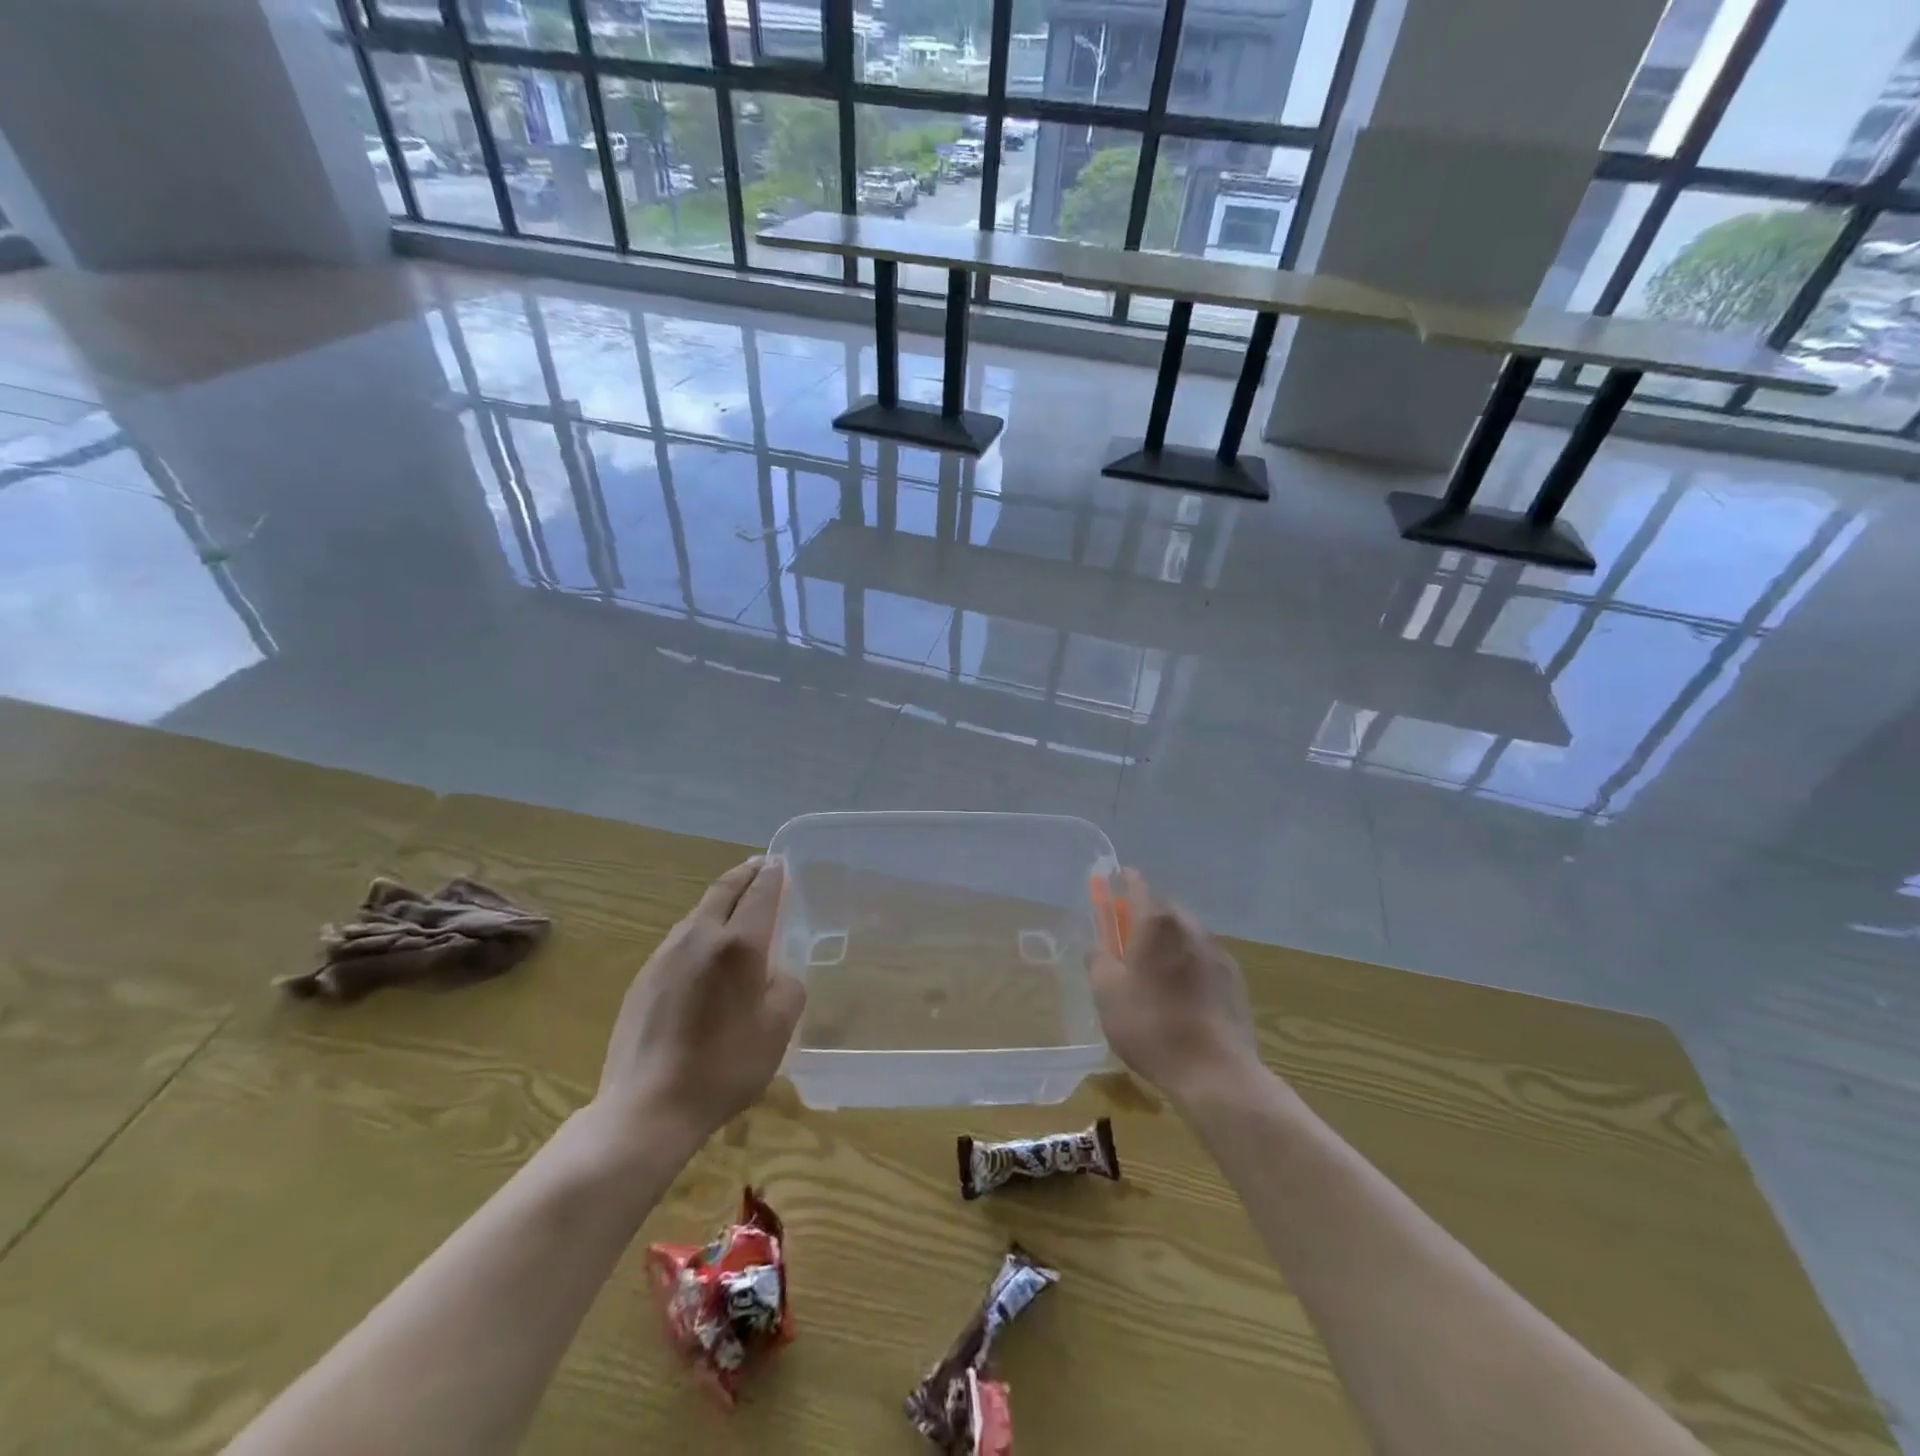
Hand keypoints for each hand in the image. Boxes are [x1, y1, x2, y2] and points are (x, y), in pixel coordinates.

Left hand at [590, 857, 804, 1152]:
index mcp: (738, 944)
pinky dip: (701, 927)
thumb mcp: (779, 1028)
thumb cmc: (725, 1067)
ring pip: (698, 912)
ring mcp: (665, 955)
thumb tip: (776, 971)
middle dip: (744, 874)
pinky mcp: (644, 978)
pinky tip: (706, 948)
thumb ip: (788, 986)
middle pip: (723, 890)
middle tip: (759, 865)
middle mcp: (699, 937)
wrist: (647, 1107)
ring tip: (736, 902)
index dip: (772, 875)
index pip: (759, 893)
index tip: (779, 863)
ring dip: (720, 899)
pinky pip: (680, 938)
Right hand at [1089, 870, 1261, 1106]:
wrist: (1216, 1072)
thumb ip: (1098, 960)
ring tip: (1153, 967)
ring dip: (1168, 939)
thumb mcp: (1107, 994)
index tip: (1112, 881)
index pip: (1137, 886)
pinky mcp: (1234, 977)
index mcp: (1157, 923)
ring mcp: (1217, 951)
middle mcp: (1190, 926)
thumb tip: (1098, 945)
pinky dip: (1188, 961)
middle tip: (1126, 935)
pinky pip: (1203, 956)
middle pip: (1164, 908)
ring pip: (1186, 932)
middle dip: (1144, 914)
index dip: (1123, 881)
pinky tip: (1180, 990)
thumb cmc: (1151, 1027)